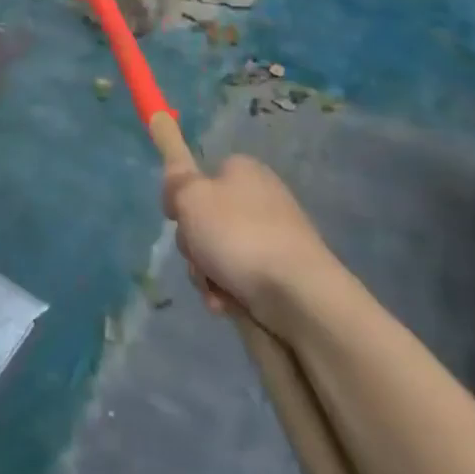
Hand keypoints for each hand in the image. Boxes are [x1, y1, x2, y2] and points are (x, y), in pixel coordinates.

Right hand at [162, 155, 327, 326]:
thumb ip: (176, 182)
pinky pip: (241, 277)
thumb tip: (176, 174)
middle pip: (206, 219)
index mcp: (242, 170)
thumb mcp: (192, 198)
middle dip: (195, 244)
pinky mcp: (282, 270)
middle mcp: (260, 197)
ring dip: (208, 273)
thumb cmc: (239, 235)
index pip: (201, 176)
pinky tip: (229, 303)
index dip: (183, 198)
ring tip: (216, 288)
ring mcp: (273, 235)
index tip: (176, 219)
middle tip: (198, 256)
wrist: (299, 293)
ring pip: (219, 252)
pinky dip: (229, 291)